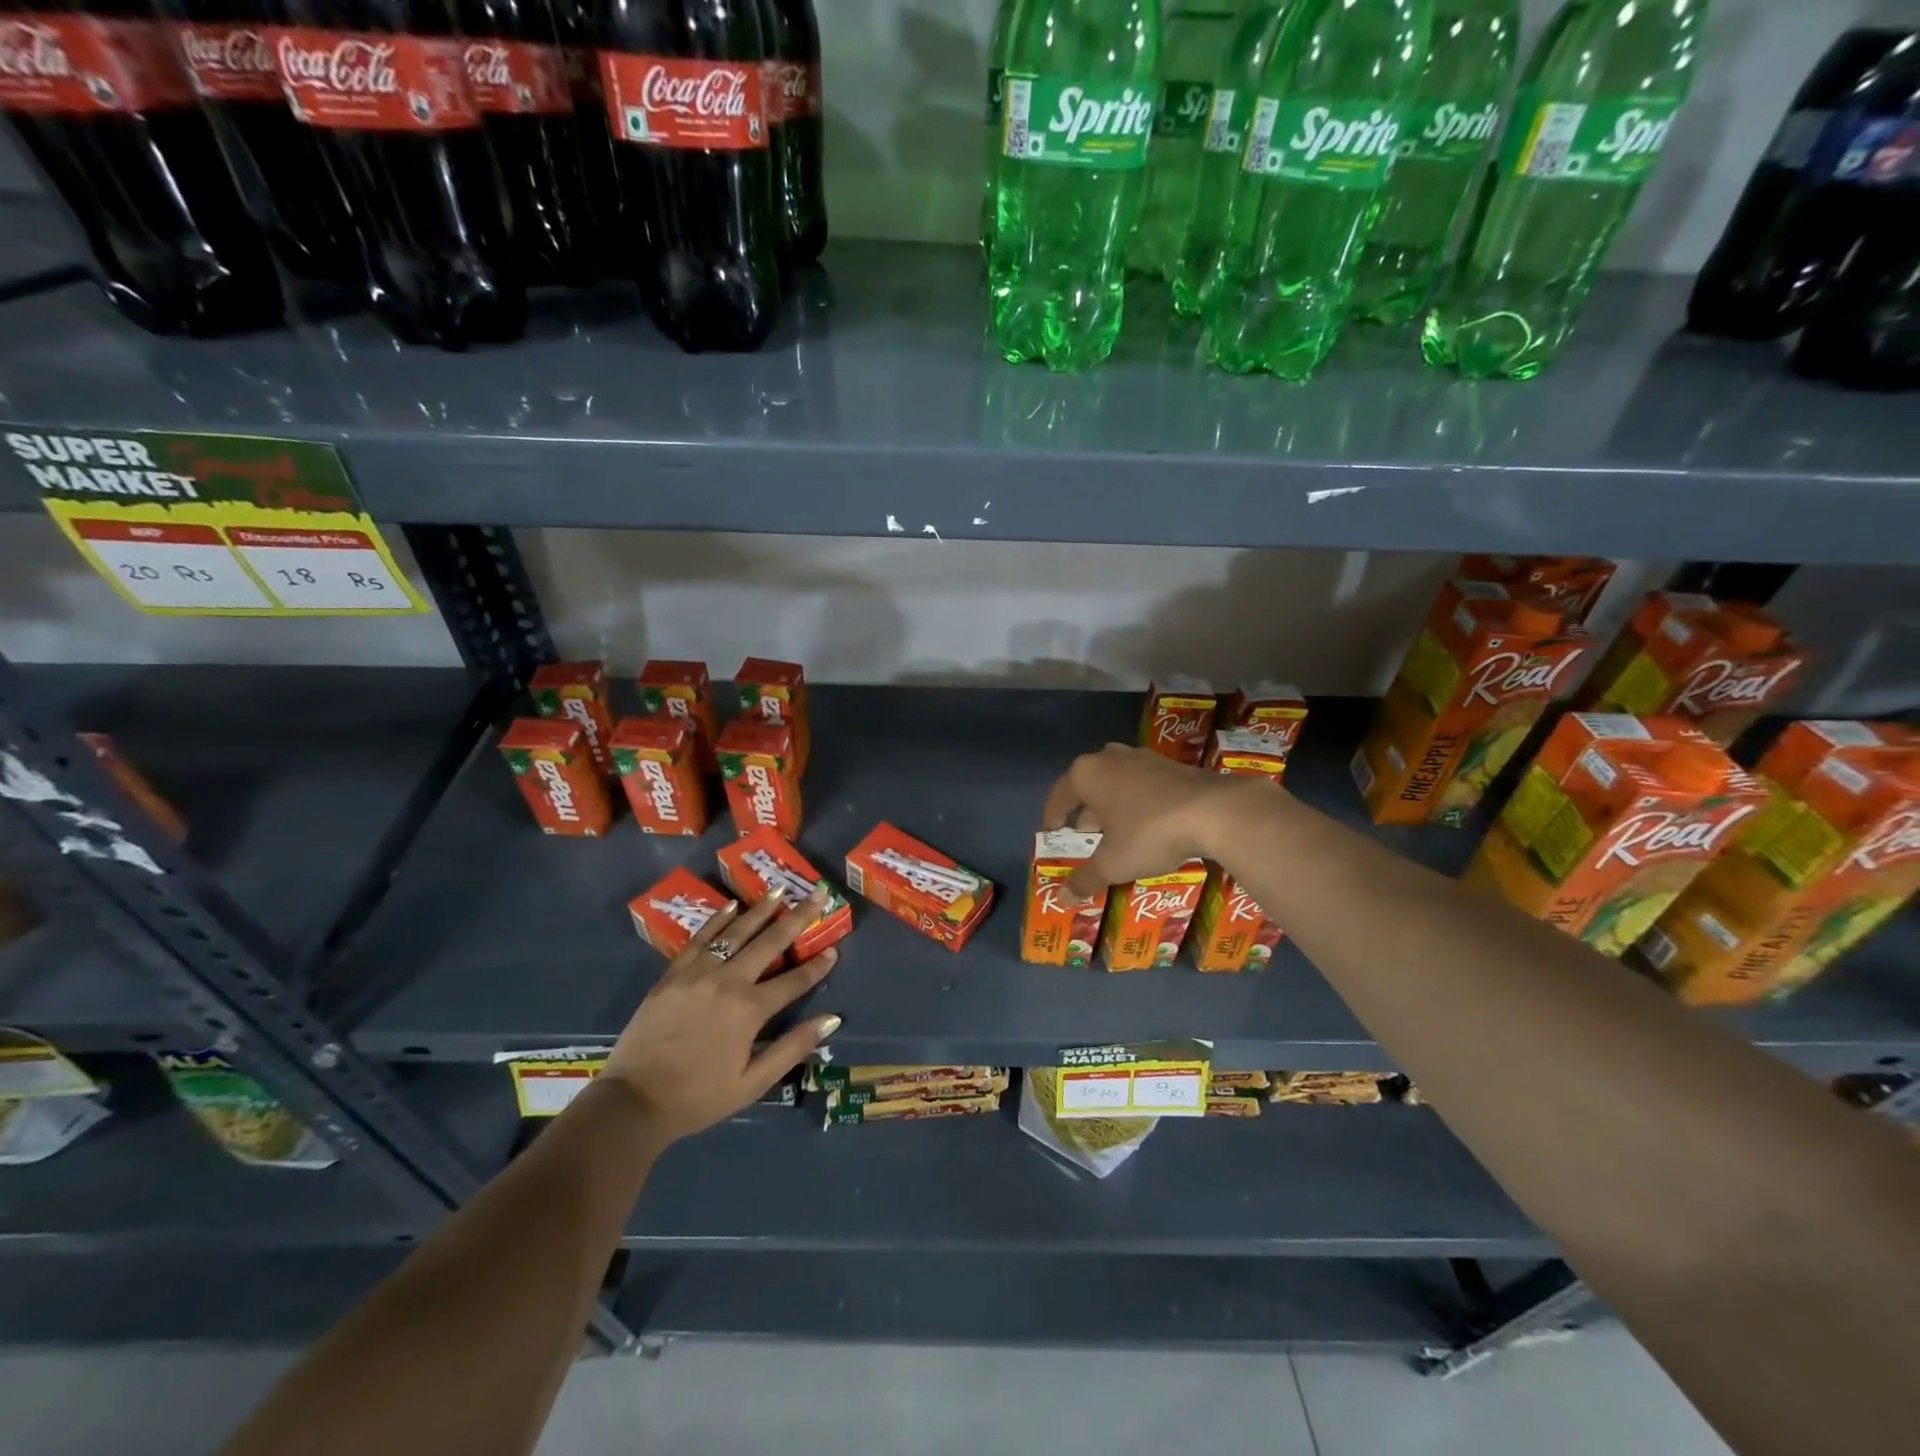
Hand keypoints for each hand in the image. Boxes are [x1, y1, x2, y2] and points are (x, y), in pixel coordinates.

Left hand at [600, 888, 840, 1142]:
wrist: (633, 1101)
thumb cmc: (698, 1097)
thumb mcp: (753, 1083)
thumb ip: (792, 1048)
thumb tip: (831, 1020)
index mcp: (750, 1009)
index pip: (794, 980)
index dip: (818, 966)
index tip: (835, 950)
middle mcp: (728, 981)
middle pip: (770, 942)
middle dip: (798, 917)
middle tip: (818, 894)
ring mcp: (698, 973)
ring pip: (736, 932)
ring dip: (761, 909)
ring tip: (780, 889)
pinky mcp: (673, 974)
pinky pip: (701, 939)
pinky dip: (719, 919)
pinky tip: (732, 905)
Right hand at [1042, 742, 1270, 899]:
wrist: (1214, 811)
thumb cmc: (1149, 833)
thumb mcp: (1112, 863)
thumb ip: (1085, 879)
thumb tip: (1061, 899)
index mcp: (1087, 774)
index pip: (1059, 795)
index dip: (1053, 816)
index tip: (1051, 832)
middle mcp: (1110, 758)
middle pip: (1088, 785)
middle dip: (1085, 811)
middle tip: (1084, 835)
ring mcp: (1143, 758)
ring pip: (1117, 782)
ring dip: (1112, 805)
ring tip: (1115, 831)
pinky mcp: (1172, 765)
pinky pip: (1142, 784)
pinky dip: (1137, 802)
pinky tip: (1147, 824)